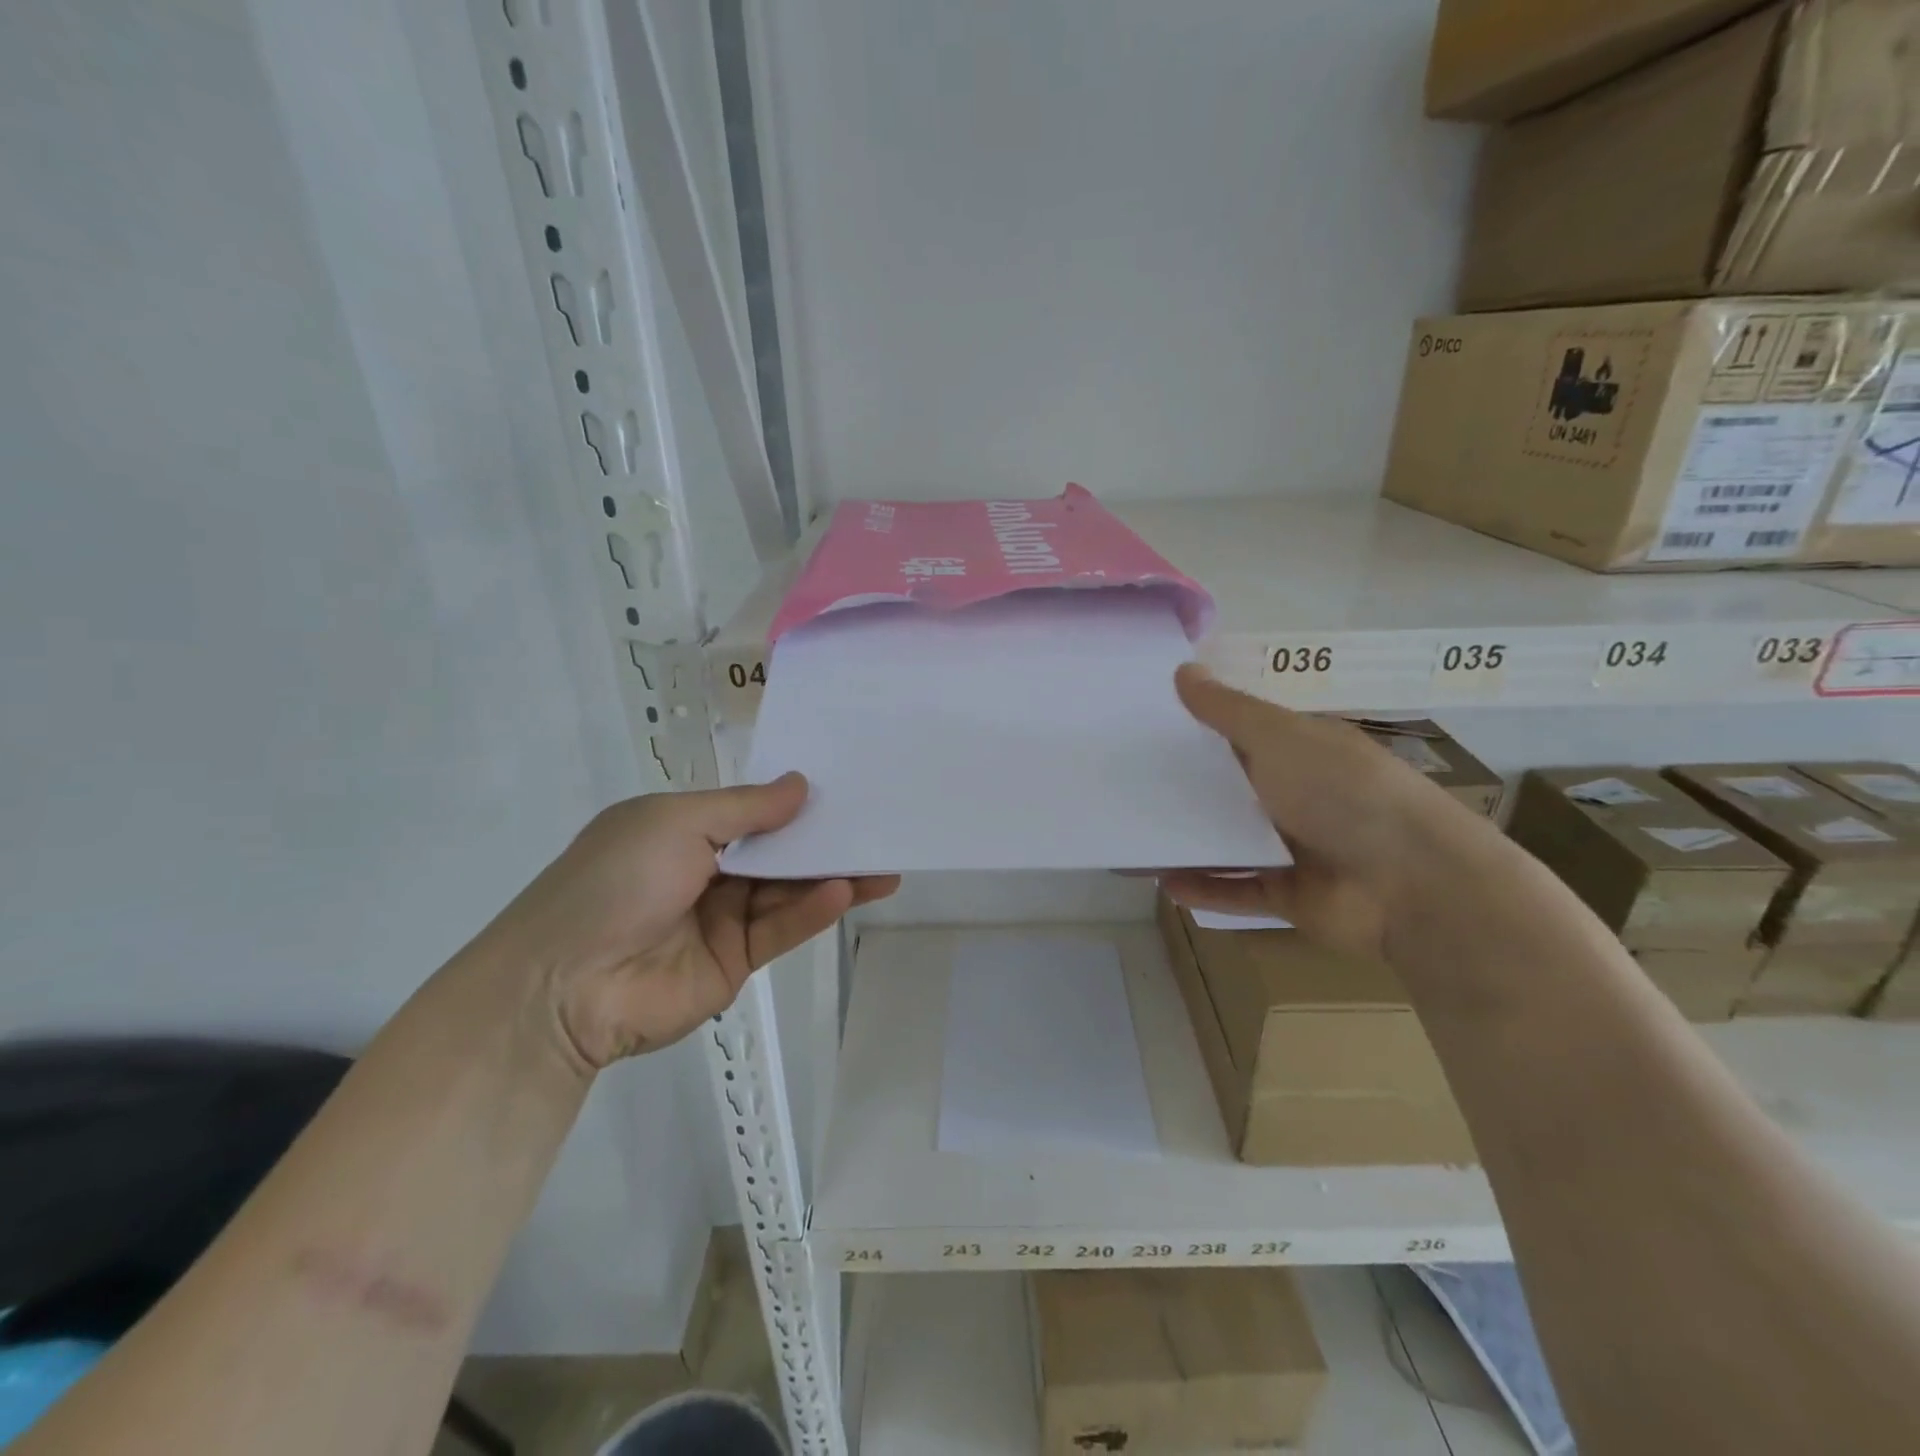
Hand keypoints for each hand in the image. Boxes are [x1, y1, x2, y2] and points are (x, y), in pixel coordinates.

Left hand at [486, 774, 897, 1069]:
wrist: (562, 986)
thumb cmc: (615, 881)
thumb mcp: (676, 823)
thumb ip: (746, 808)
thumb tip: (801, 784)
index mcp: (684, 830)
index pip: (753, 810)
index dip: (795, 800)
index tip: (844, 786)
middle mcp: (707, 870)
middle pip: (778, 851)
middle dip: (825, 840)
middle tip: (878, 826)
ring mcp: (722, 917)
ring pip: (788, 890)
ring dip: (831, 876)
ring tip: (882, 865)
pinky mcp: (736, 961)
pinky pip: (781, 928)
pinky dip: (812, 911)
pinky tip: (844, 892)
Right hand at [1163, 666, 1479, 958]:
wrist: (1411, 882)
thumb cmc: (1344, 792)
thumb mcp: (1280, 736)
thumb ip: (1227, 710)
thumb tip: (1182, 670)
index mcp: (1300, 751)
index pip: (1240, 736)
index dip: (1196, 731)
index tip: (1144, 730)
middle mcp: (1296, 796)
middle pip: (1229, 790)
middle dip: (1183, 789)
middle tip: (1125, 785)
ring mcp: (1294, 848)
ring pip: (1228, 843)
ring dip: (1187, 841)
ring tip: (1135, 839)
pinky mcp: (1289, 895)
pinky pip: (1238, 889)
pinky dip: (1205, 887)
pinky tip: (1164, 883)